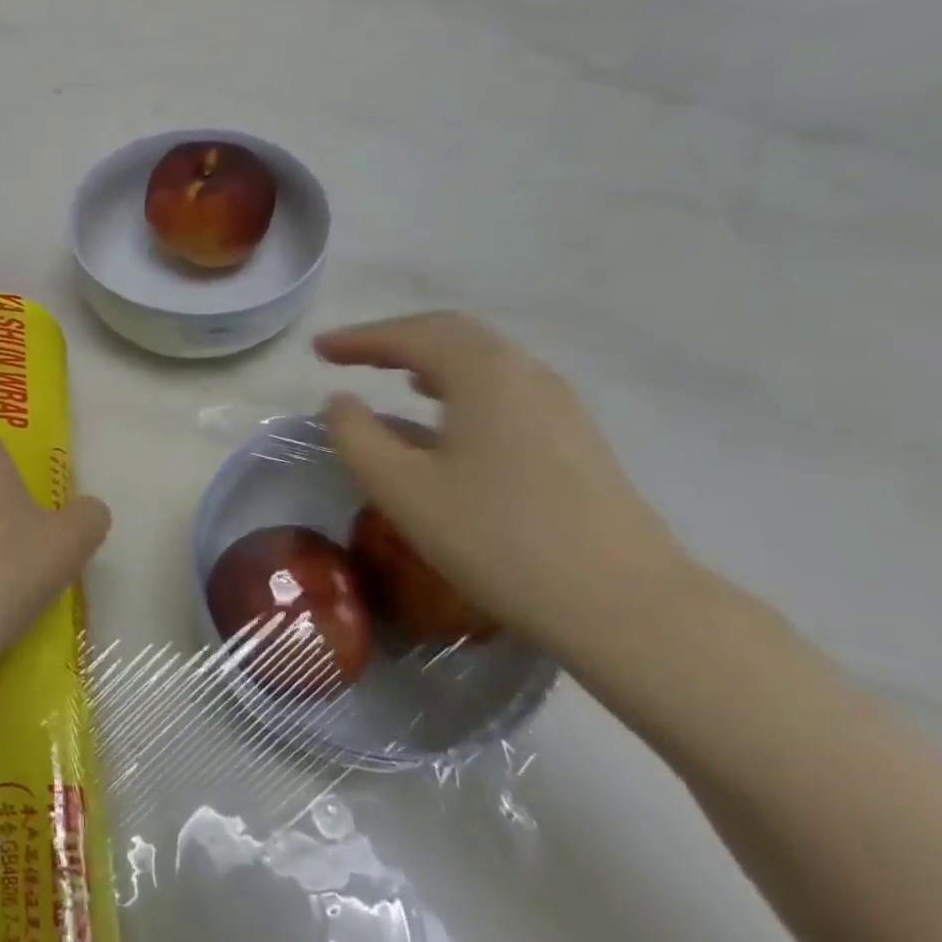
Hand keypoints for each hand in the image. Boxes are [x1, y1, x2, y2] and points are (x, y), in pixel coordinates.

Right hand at [316, 312, 693, 652]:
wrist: (624, 606)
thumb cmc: (498, 539)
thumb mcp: (403, 490)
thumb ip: (357, 437)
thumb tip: (340, 402)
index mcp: (484, 374)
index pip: (411, 335)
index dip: (359, 339)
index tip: (317, 350)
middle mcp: (526, 374)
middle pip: (451, 334)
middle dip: (394, 339)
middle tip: (348, 355)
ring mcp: (559, 405)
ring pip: (482, 361)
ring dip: (429, 359)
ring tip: (392, 376)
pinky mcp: (574, 439)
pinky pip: (503, 388)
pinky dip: (460, 384)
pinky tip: (447, 416)